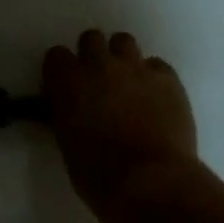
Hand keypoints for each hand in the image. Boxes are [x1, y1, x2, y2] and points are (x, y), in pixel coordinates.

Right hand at [44, 29, 197, 221]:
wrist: (152, 183)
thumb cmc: (100, 175)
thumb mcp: (68, 144)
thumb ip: (68, 114)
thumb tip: (75, 110)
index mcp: (68, 82)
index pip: (56, 56)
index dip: (61, 70)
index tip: (66, 86)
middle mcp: (99, 65)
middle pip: (91, 38)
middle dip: (93, 55)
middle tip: (99, 81)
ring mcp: (135, 68)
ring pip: (124, 41)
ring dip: (122, 58)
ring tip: (128, 83)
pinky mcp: (167, 78)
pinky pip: (157, 65)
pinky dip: (154, 77)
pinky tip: (156, 98)